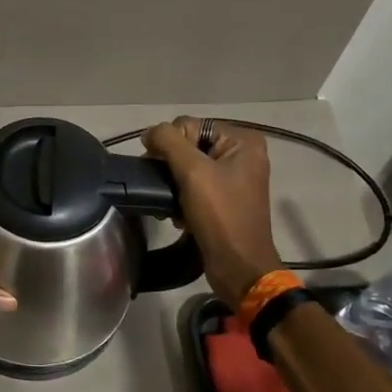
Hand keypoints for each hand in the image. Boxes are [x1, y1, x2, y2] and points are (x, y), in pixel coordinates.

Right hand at [142, 117, 280, 304]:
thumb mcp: (192, 172)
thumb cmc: (220, 215)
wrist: (238, 266)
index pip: (189, 125)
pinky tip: (178, 215)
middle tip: (163, 189)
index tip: (159, 170)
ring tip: (170, 206)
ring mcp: (234, 178)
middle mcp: (242, 154)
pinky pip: (194, 187)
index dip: (169, 145)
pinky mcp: (225, 199)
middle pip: (188, 145)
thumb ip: (168, 141)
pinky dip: (182, 198)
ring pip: (187, 167)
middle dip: (171, 167)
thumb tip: (149, 132)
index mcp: (242, 140)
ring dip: (173, 185)